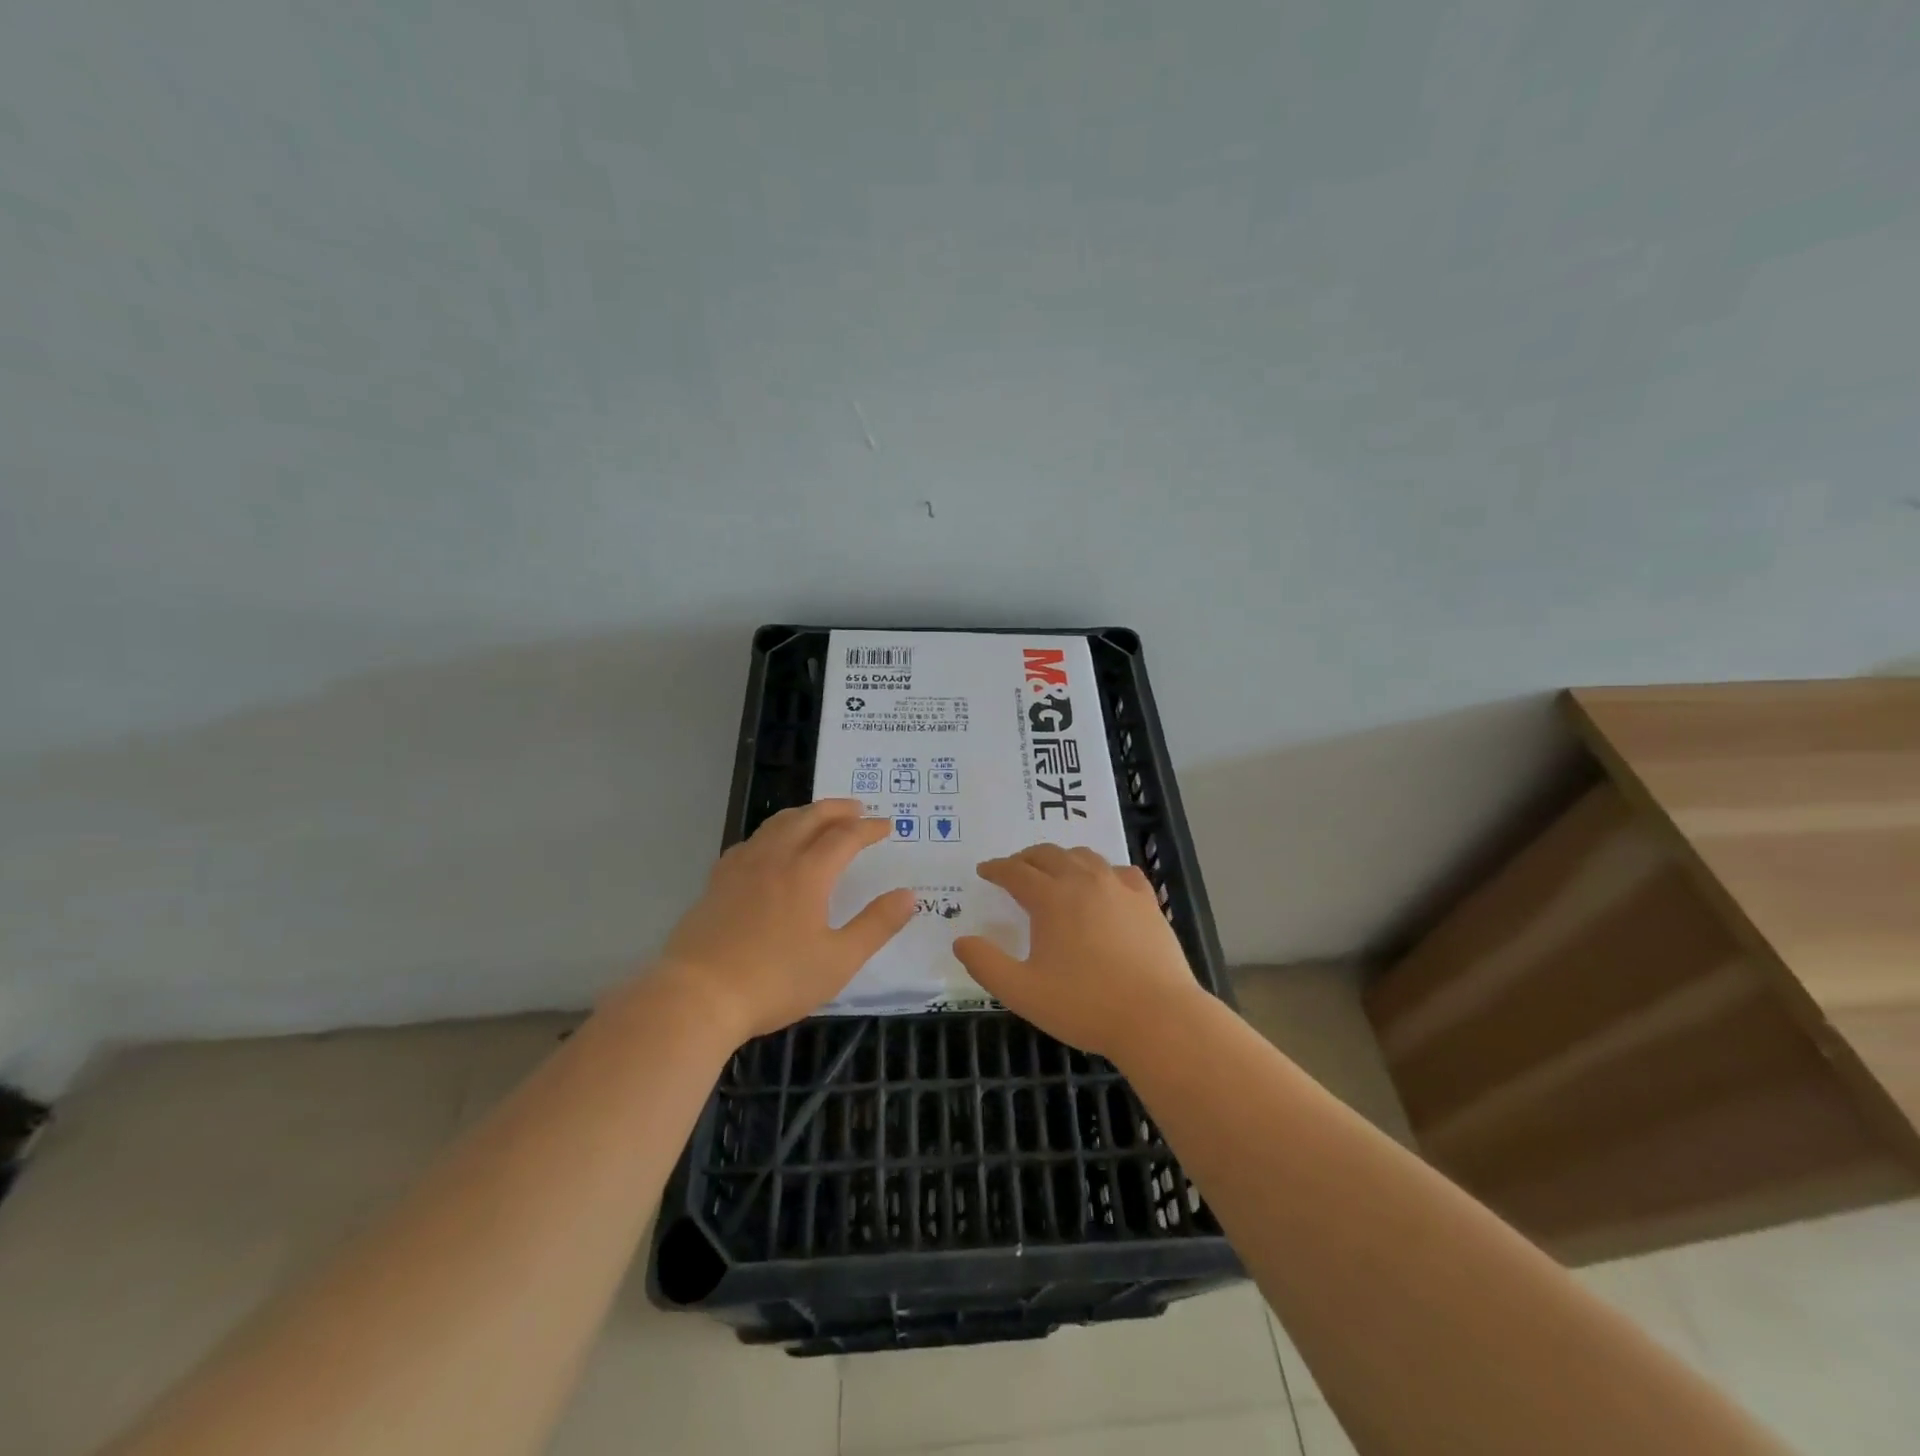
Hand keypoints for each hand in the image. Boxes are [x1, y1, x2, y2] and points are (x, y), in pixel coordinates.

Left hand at [657, 799, 914, 1042]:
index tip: (887, 825)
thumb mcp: (838, 960)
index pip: (845, 837)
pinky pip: (752, 841)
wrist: (698, 996)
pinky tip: (771, 846)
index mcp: (808, 873)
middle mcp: (775, 858)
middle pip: (810, 817)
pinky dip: (774, 832)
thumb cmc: (775, 980)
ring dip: (805, 813)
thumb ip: (876, 925)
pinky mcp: (717, 881)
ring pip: (778, 823)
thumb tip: (908, 895)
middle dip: (837, 809)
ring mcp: (742, 866)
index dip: (868, 828)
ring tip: (819, 816)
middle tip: (857, 807)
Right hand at [952, 844, 1206, 1060]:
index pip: (1016, 872)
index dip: (996, 869)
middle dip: (1025, 858)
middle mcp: (1084, 881)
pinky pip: (1120, 871)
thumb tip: (961, 941)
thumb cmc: (1084, 1005)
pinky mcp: (1147, 901)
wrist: (1157, 1017)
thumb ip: (986, 964)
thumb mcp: (1022, 992)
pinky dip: (1102, 871)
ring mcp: (1119, 887)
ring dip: (1061, 858)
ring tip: (1053, 872)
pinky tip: (1103, 884)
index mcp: (1051, 899)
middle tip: (1013, 870)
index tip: (984, 871)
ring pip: (1084, 856)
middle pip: (1048, 855)